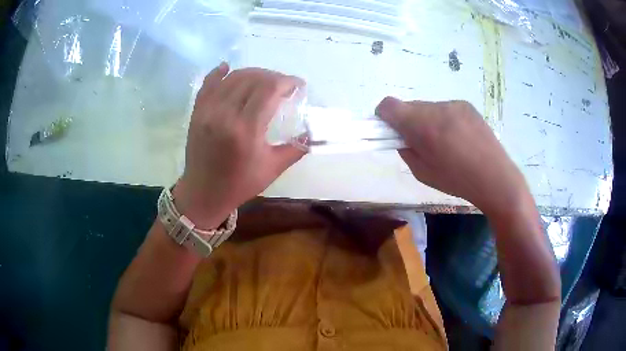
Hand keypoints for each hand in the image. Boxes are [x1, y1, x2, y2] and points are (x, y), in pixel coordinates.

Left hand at [173, 64, 305, 228]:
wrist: (204, 193)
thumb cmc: (240, 184)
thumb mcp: (272, 168)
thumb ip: (296, 148)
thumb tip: (314, 133)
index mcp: (247, 130)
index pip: (269, 89)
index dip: (287, 81)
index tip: (298, 85)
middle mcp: (225, 114)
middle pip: (253, 78)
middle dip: (273, 77)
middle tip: (284, 86)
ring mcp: (208, 111)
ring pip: (233, 77)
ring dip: (253, 73)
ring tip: (264, 81)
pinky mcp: (197, 112)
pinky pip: (208, 84)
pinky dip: (219, 73)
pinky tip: (228, 68)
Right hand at [376, 97, 528, 214]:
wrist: (495, 177)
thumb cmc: (457, 180)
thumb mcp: (423, 173)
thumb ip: (406, 151)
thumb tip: (400, 138)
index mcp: (422, 125)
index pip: (389, 105)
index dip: (383, 116)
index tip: (389, 131)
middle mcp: (436, 107)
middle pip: (409, 106)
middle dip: (407, 120)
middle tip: (419, 141)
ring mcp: (453, 104)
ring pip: (427, 107)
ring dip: (426, 119)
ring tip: (443, 142)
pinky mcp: (467, 105)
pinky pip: (445, 108)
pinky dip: (443, 119)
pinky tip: (458, 137)